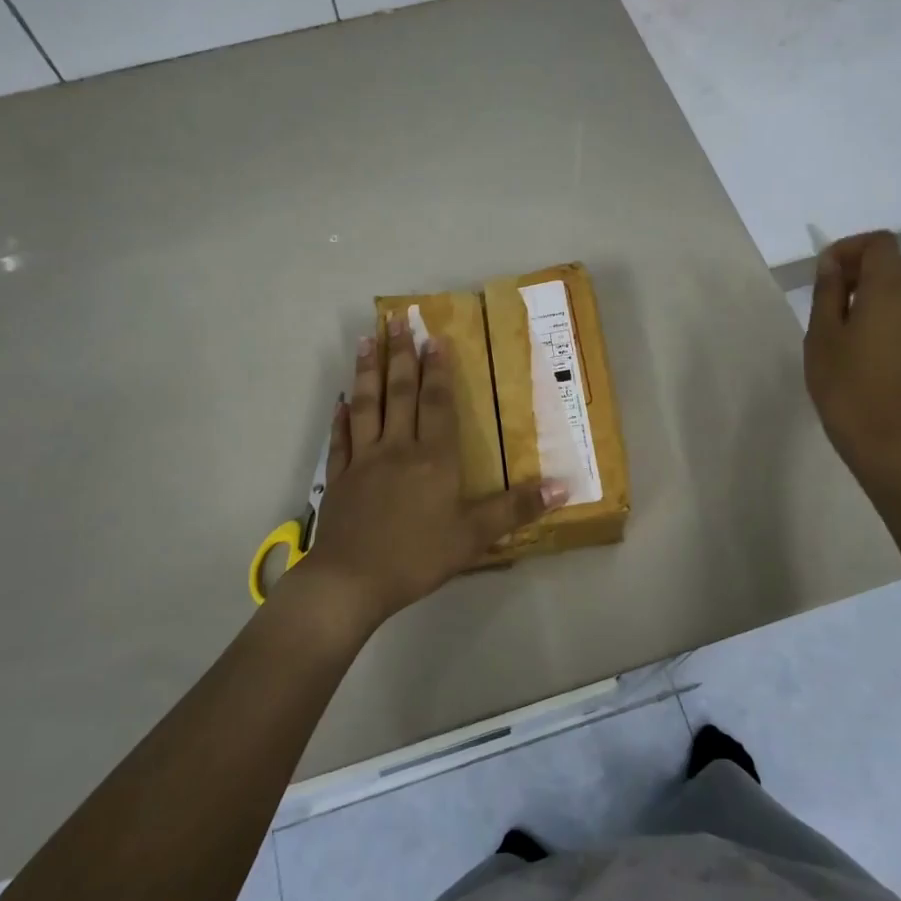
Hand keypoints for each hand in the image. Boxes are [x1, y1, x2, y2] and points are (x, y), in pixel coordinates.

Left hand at [297, 314, 565, 630]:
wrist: (352, 581)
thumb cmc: (418, 556)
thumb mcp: (475, 536)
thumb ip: (516, 508)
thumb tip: (562, 486)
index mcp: (433, 458)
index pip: (437, 403)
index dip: (437, 369)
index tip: (433, 337)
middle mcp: (397, 448)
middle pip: (400, 393)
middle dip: (400, 354)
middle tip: (397, 319)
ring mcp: (363, 461)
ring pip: (367, 405)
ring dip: (368, 371)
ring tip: (367, 339)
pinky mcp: (338, 478)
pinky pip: (340, 439)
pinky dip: (342, 417)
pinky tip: (341, 400)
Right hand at [804, 231, 900, 470]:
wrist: (888, 439)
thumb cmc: (845, 383)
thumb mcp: (822, 333)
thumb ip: (827, 291)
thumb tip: (831, 262)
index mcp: (890, 288)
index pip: (879, 242)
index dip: (849, 248)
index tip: (823, 274)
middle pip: (892, 262)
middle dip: (858, 269)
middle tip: (826, 298)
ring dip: (872, 292)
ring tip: (841, 323)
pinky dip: (885, 314)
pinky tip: (862, 345)